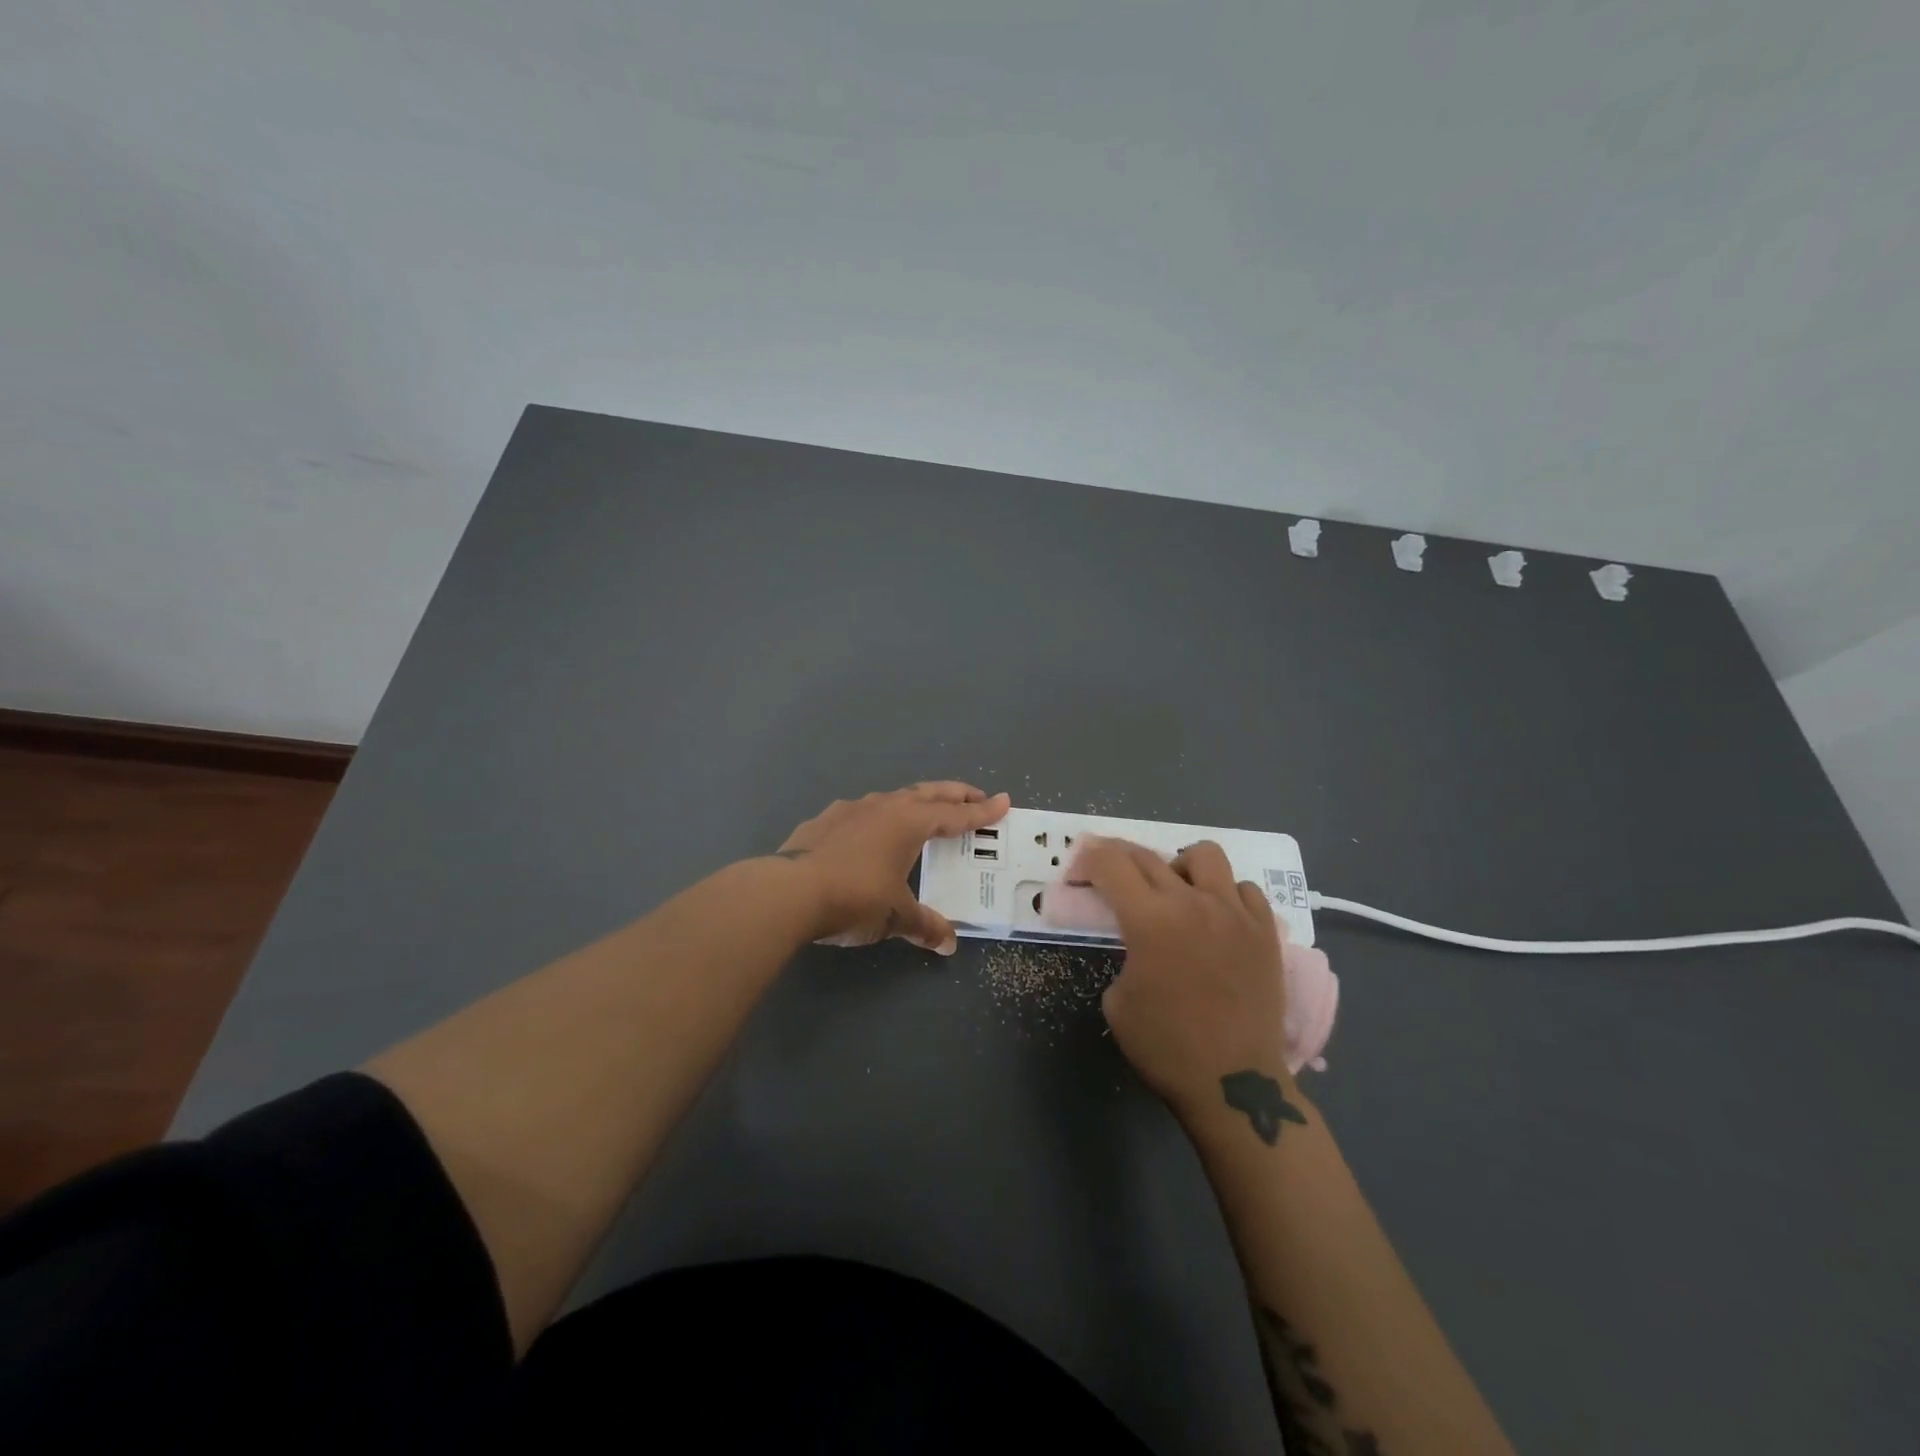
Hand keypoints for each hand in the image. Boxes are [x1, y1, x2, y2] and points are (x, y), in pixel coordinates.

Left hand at [777, 783, 1009, 953]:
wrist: (788, 892)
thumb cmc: (854, 898)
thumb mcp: (895, 916)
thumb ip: (924, 925)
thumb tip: (948, 943)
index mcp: (909, 822)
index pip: (955, 815)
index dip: (981, 811)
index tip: (1004, 802)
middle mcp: (883, 806)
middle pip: (927, 794)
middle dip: (954, 794)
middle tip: (975, 796)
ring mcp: (849, 810)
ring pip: (892, 798)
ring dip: (914, 802)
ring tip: (922, 812)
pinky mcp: (822, 821)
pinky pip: (861, 813)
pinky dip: (877, 817)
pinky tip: (869, 832)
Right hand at [1068, 837, 1289, 1117]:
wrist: (1234, 1083)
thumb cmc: (1165, 1048)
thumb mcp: (1117, 1000)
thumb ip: (1124, 955)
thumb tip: (1138, 945)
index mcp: (1149, 920)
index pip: (1110, 864)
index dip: (1087, 861)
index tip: (1078, 873)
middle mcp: (1192, 903)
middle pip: (1147, 856)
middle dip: (1118, 858)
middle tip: (1109, 875)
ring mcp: (1235, 913)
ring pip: (1205, 855)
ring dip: (1179, 865)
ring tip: (1175, 890)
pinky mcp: (1265, 931)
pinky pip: (1244, 889)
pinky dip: (1224, 893)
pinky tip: (1216, 917)